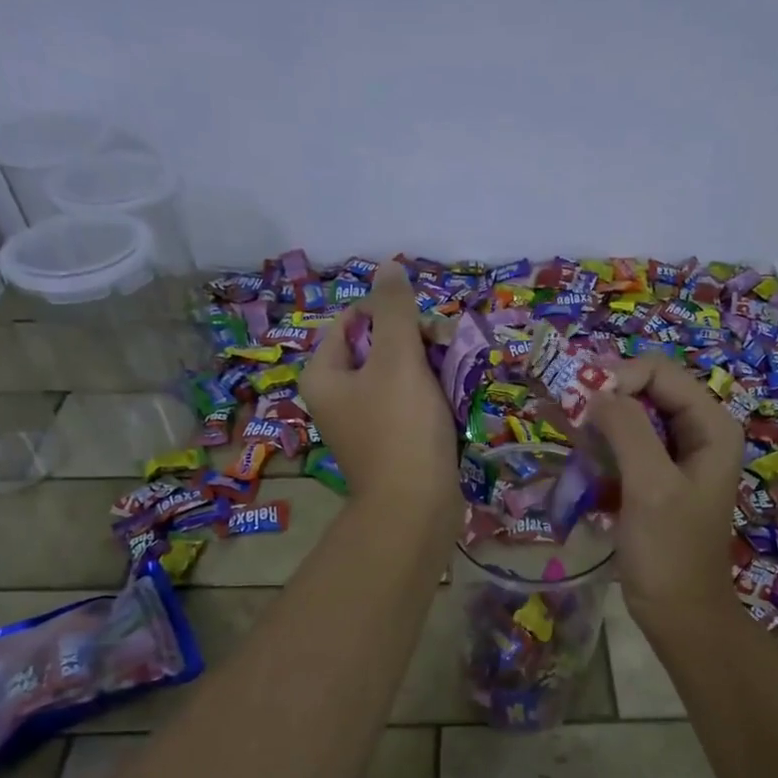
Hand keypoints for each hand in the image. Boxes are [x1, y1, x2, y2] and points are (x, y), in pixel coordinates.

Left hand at [299, 263, 458, 524]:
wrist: (415, 509)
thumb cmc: (401, 429)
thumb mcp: (398, 360)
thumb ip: (395, 310)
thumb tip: (389, 267)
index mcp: (324, 374)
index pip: (353, 320)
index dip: (390, 314)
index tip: (423, 328)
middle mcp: (336, 397)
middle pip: (376, 347)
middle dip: (414, 343)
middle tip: (443, 353)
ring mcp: (362, 423)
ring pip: (397, 376)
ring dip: (427, 369)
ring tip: (453, 376)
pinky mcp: (388, 444)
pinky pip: (407, 405)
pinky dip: (429, 398)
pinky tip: (451, 403)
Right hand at [588, 352, 743, 634]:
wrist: (678, 613)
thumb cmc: (669, 551)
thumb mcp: (650, 486)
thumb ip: (627, 430)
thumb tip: (595, 392)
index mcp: (711, 426)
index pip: (660, 372)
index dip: (618, 378)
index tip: (579, 405)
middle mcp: (698, 432)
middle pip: (644, 391)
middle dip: (604, 401)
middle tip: (566, 420)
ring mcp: (676, 456)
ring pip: (630, 419)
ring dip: (597, 426)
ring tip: (567, 440)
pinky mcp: (655, 478)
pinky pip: (624, 448)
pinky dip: (600, 450)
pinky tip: (579, 465)